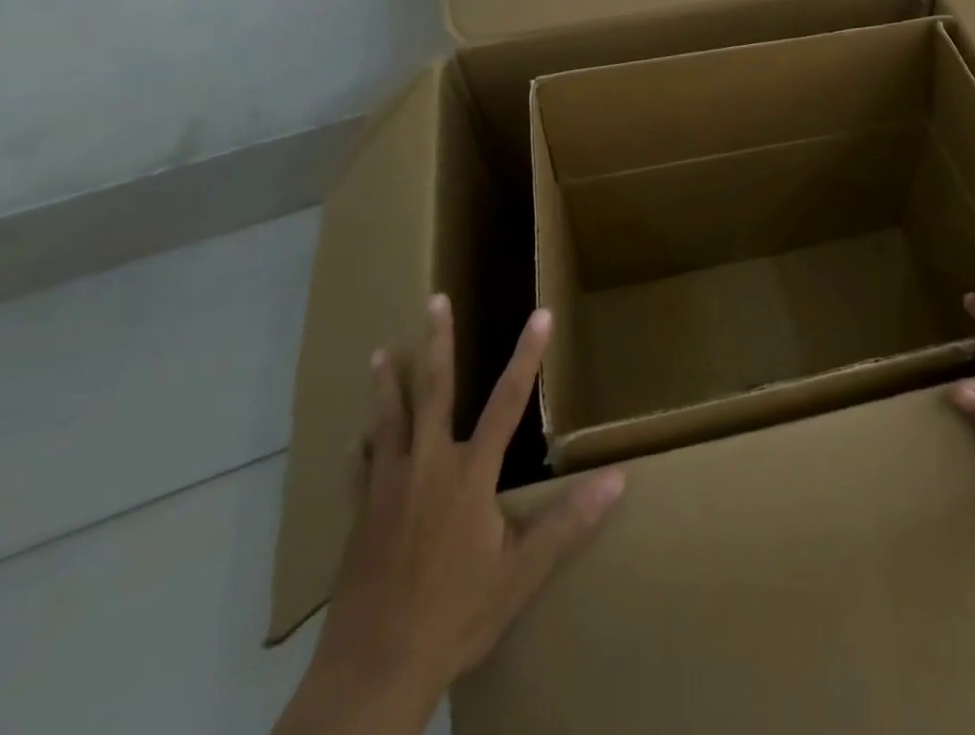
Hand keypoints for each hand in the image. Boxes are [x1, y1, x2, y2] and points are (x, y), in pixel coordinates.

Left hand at [277, 297, 625, 734]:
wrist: (371, 674)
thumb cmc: (454, 617)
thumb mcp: (521, 575)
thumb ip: (568, 522)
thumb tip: (618, 479)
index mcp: (469, 475)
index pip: (506, 401)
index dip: (527, 356)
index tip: (540, 314)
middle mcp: (427, 467)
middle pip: (434, 391)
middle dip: (437, 342)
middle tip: (435, 299)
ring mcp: (386, 490)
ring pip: (388, 422)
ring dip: (388, 383)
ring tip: (382, 352)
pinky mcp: (359, 519)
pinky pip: (360, 471)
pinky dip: (362, 449)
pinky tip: (355, 441)